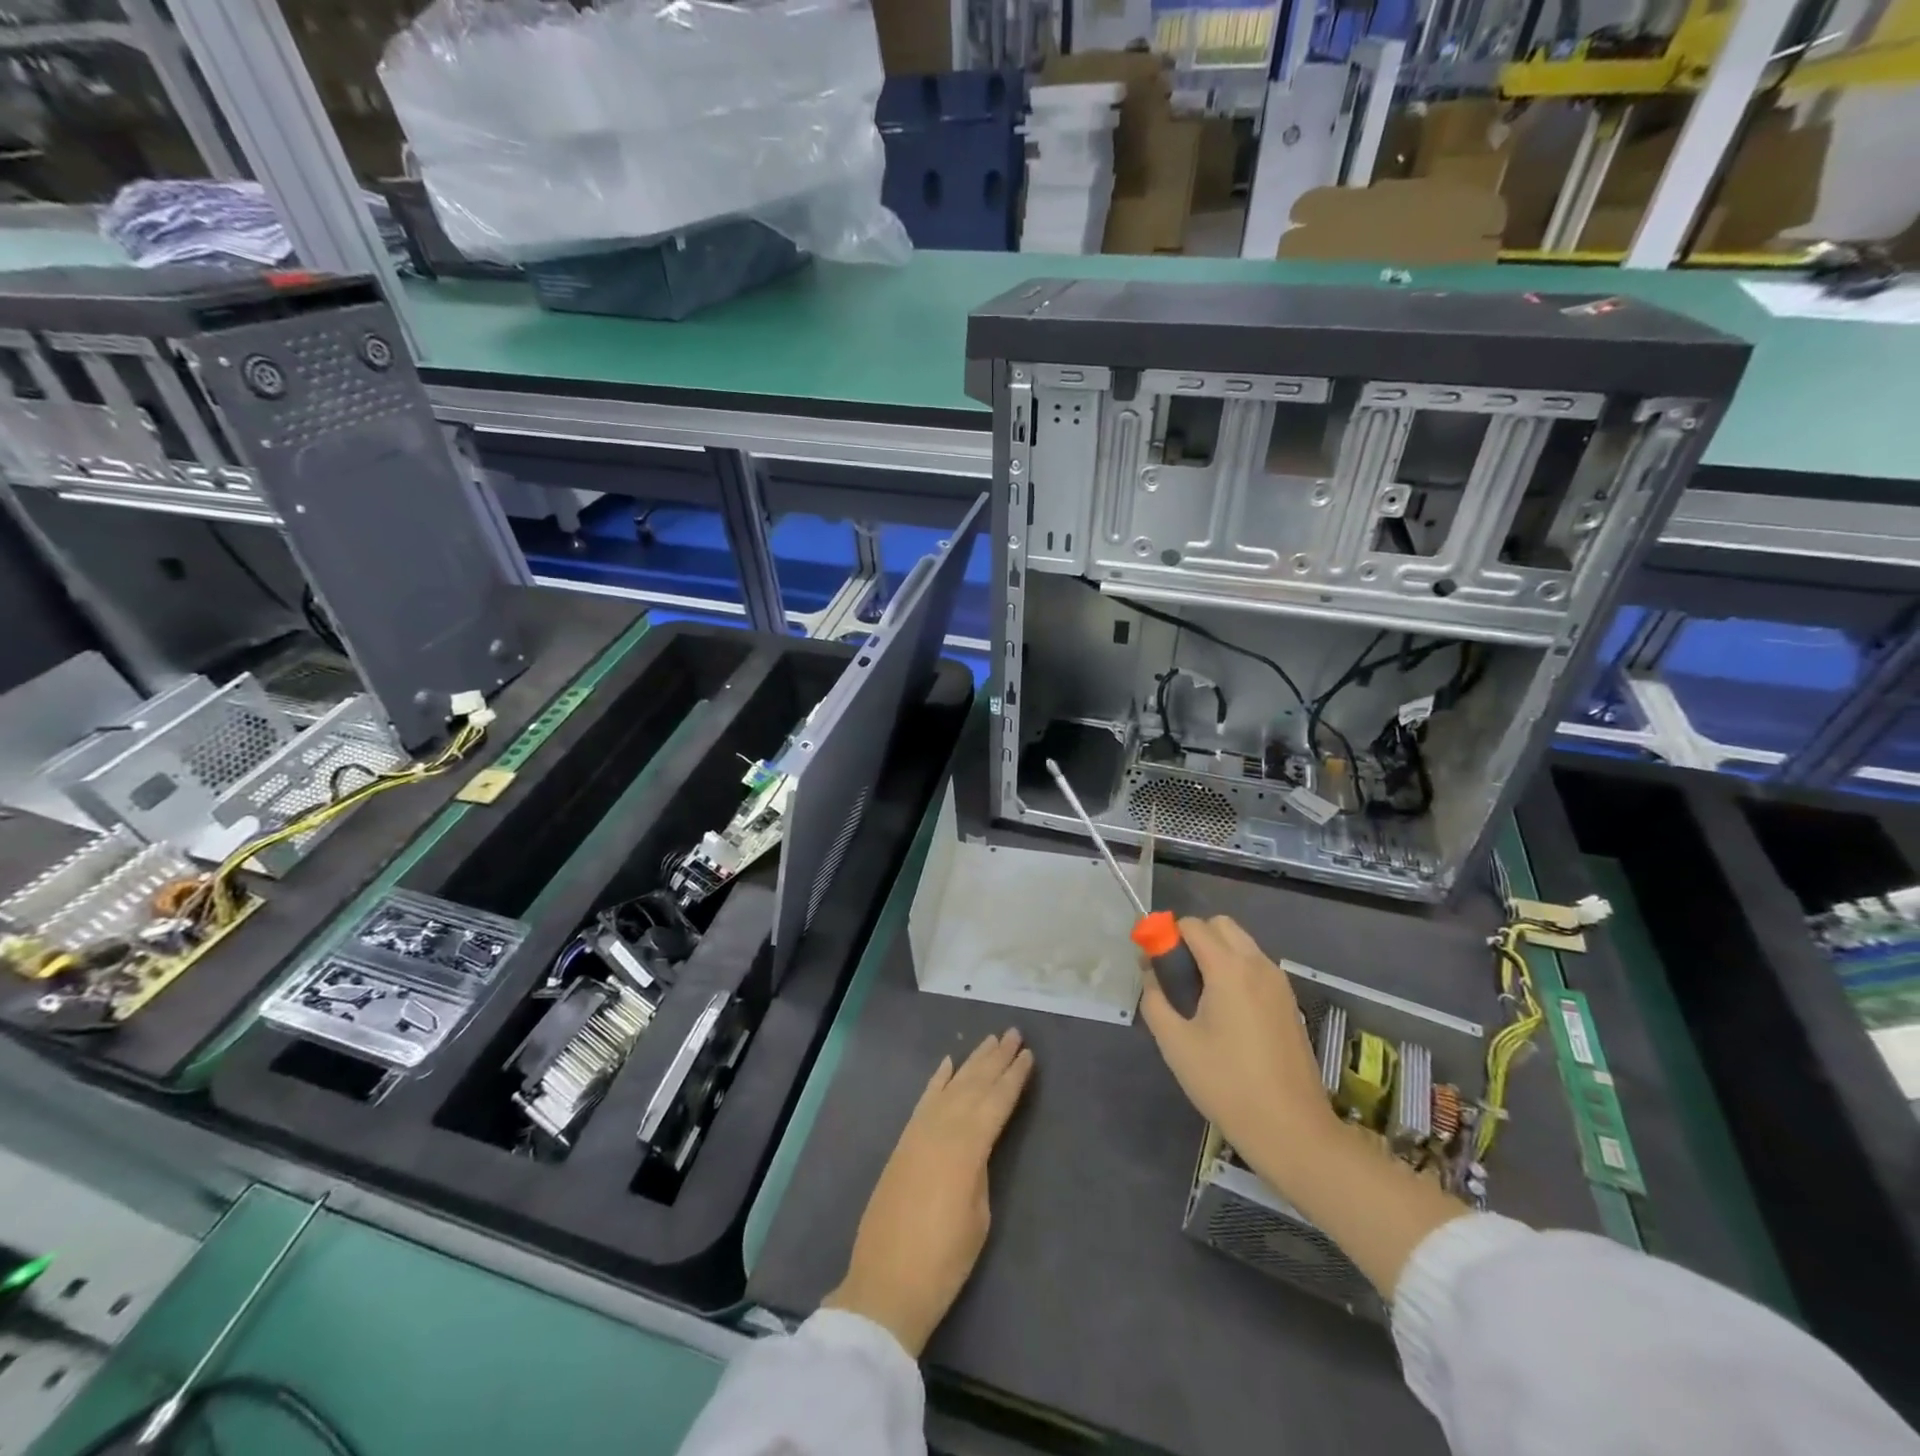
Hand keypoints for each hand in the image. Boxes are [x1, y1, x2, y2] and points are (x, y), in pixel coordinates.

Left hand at [824, 1029, 1033, 1356]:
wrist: (886, 1284)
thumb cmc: (944, 1261)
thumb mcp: (978, 1216)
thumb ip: (980, 1169)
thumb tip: (977, 1145)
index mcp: (967, 1147)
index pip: (996, 1102)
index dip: (1014, 1077)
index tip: (1028, 1054)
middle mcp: (941, 1129)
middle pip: (974, 1085)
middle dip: (995, 1059)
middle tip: (1013, 1033)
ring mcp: (918, 1133)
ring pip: (951, 1086)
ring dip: (971, 1062)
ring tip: (989, 1040)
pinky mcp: (903, 1143)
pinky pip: (924, 1101)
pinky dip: (938, 1080)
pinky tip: (948, 1063)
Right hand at [1141, 916, 1465, 1295]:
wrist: (1292, 1129)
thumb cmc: (1227, 1084)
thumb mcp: (1176, 1044)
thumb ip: (1155, 1000)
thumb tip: (1150, 975)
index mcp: (1229, 968)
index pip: (1192, 926)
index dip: (1166, 937)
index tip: (1153, 964)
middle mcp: (1258, 965)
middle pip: (1220, 926)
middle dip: (1194, 938)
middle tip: (1177, 976)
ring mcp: (1279, 983)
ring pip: (1241, 944)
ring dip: (1216, 953)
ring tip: (1199, 996)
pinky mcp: (1289, 1003)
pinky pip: (1256, 967)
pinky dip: (1236, 970)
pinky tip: (1225, 1012)